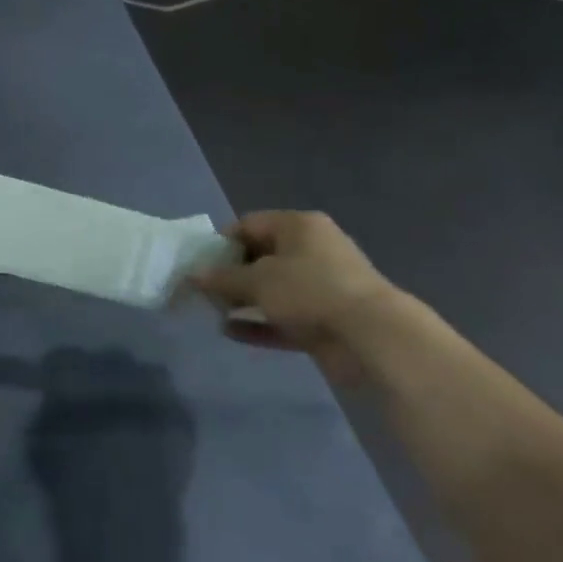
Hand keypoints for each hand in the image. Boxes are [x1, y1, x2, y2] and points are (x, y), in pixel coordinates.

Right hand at [190, 211, 398, 382]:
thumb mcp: (257, 280)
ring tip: (213, 313)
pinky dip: (258, 323)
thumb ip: (221, 278)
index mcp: (299, 226)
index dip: (221, 243)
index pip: (249, 224)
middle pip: (260, 256)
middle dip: (230, 275)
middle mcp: (311, 250)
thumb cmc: (309, 291)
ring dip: (242, 301)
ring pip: (271, 289)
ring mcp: (320, 286)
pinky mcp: (323, 318)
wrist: (370, 336)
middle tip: (203, 292)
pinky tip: (230, 333)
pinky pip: (282, 317)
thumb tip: (192, 275)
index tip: (199, 265)